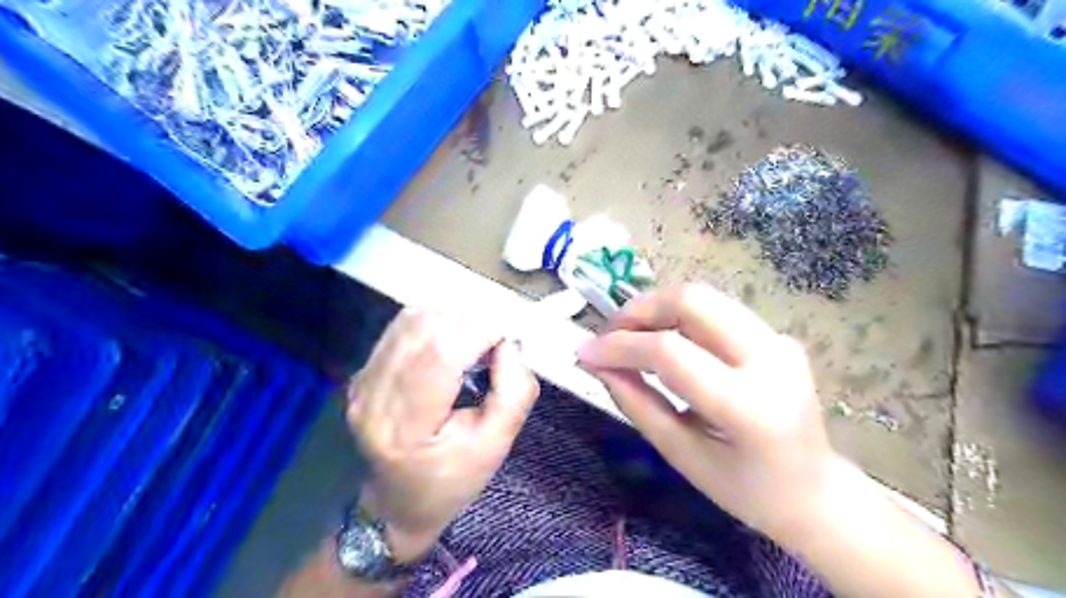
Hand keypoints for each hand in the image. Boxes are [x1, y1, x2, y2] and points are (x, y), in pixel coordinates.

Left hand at [347, 308, 537, 561]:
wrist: (396, 504)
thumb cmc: (450, 482)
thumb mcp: (496, 447)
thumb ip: (513, 392)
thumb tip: (509, 343)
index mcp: (405, 426)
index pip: (441, 353)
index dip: (481, 331)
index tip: (508, 337)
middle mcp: (373, 396)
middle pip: (425, 327)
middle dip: (470, 322)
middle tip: (495, 342)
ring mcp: (362, 381)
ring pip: (412, 319)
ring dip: (453, 319)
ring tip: (476, 342)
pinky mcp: (363, 371)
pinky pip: (403, 327)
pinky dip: (436, 323)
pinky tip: (452, 343)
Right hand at [581, 282, 845, 543]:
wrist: (816, 494)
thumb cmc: (745, 490)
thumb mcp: (681, 455)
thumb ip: (636, 402)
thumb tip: (597, 363)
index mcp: (749, 405)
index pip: (671, 351)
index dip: (620, 345)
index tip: (585, 351)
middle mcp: (770, 359)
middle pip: (692, 300)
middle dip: (639, 309)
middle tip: (610, 334)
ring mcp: (779, 341)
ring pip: (704, 297)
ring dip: (657, 308)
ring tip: (630, 336)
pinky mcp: (778, 336)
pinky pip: (717, 312)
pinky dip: (679, 318)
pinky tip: (664, 341)